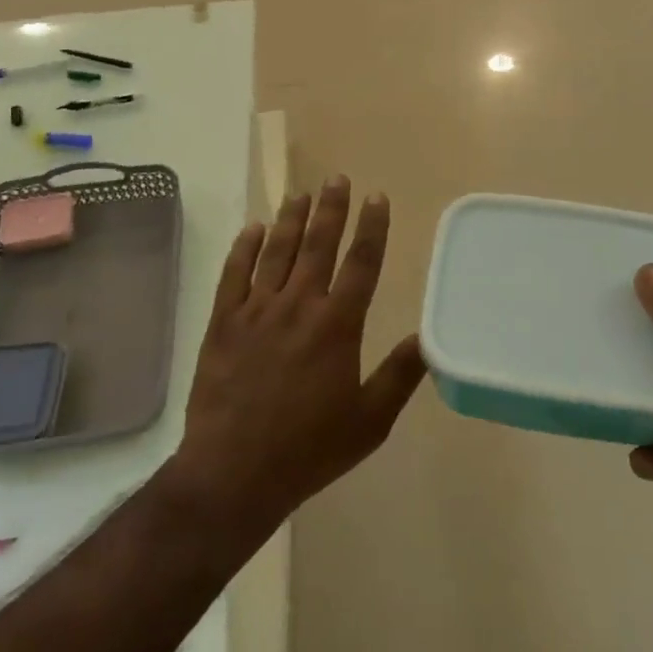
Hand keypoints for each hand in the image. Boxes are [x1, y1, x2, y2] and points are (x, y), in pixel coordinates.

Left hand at [168, 178, 427, 537]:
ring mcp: (257, 310)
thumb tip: (429, 338)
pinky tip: (253, 228)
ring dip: (291, 219)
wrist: (233, 473)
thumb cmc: (309, 449)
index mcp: (337, 325)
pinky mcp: (223, 323)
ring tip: (300, 192)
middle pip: (318, 245)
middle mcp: (298, 305)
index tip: (376, 197)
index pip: (361, 263)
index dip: (371, 227)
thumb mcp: (369, 422)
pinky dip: (244, 248)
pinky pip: (234, 274)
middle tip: (336, 178)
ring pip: (277, 251)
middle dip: (330, 209)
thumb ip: (400, 376)